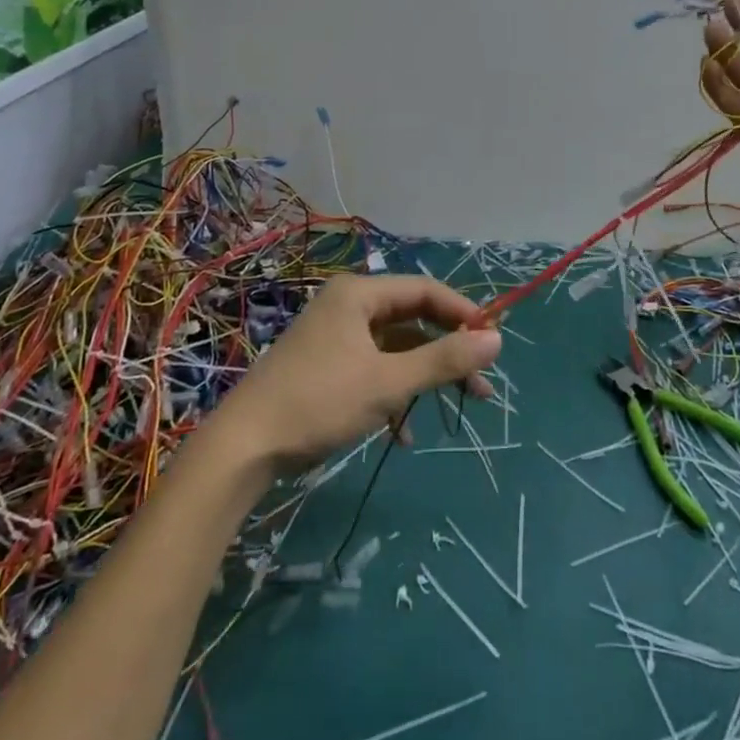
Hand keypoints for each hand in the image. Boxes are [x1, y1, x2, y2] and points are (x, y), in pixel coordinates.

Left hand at [215, 275, 501, 467]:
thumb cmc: (319, 402)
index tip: (492, 343)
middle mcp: (348, 306)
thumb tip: (497, 340)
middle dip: (448, 351)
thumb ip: (444, 359)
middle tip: (482, 384)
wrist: (242, 448)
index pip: (426, 291)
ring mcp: (336, 337)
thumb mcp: (388, 382)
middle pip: (413, 320)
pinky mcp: (327, 367)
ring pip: (396, 348)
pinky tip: (403, 433)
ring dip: (424, 377)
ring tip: (456, 407)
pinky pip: (374, 369)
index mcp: (359, 294)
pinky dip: (394, 393)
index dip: (463, 314)